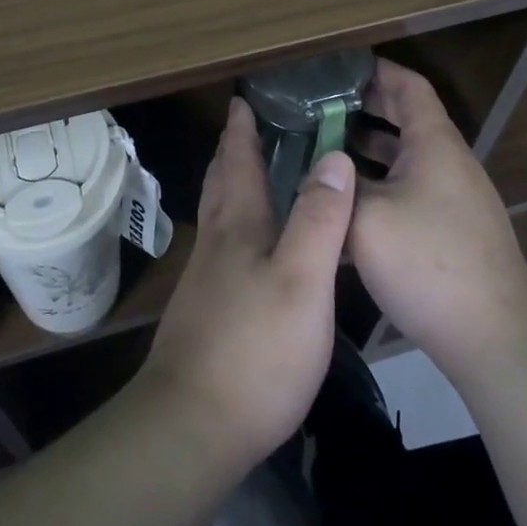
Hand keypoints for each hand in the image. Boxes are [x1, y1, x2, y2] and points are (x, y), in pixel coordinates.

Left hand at [137, 97, 354, 469]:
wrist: (192, 426)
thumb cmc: (255, 348)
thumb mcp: (302, 280)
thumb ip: (319, 219)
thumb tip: (334, 156)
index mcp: (238, 226)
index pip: (239, 161)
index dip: (242, 129)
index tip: (242, 98)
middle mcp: (216, 243)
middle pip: (220, 183)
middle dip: (231, 151)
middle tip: (244, 125)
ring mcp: (205, 280)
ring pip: (217, 215)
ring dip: (229, 184)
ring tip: (247, 174)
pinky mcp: (205, 312)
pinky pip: (221, 247)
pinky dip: (234, 225)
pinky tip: (248, 247)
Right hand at [348, 59, 526, 377]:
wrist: (493, 336)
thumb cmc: (429, 262)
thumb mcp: (367, 218)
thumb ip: (340, 187)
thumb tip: (321, 170)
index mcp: (434, 144)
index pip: (409, 86)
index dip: (376, 70)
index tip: (337, 68)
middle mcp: (447, 163)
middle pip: (407, 118)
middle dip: (364, 108)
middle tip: (318, 106)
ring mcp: (452, 199)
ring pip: (405, 158)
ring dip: (367, 148)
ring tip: (322, 148)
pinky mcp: (449, 231)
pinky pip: (408, 190)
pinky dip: (378, 183)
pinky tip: (346, 204)